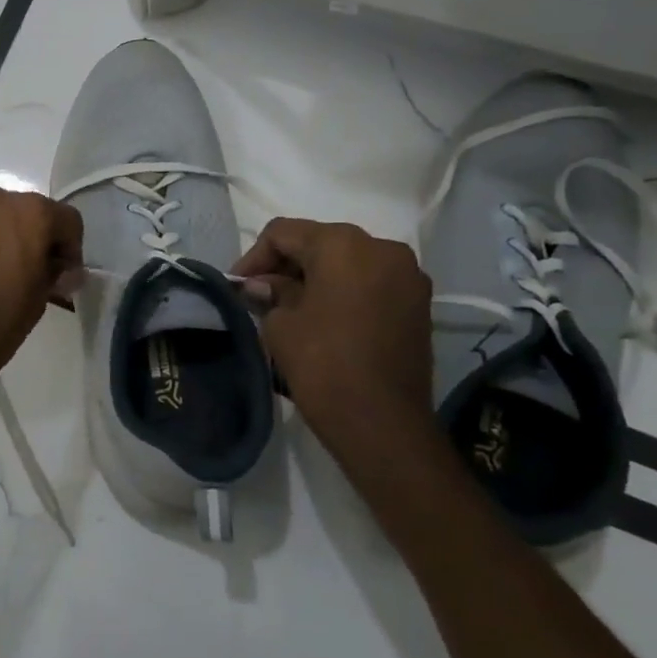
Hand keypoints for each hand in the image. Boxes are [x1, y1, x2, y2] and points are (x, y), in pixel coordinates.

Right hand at [233, 219, 434, 457]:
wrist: (383, 424)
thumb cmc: (323, 364)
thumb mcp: (281, 324)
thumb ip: (271, 293)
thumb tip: (263, 286)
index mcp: (343, 244)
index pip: (284, 233)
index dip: (254, 257)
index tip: (237, 287)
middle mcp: (381, 247)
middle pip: (319, 242)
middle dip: (286, 265)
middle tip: (259, 295)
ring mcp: (407, 275)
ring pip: (348, 262)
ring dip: (316, 278)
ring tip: (290, 308)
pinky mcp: (418, 304)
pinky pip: (370, 283)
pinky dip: (344, 291)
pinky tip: (323, 317)